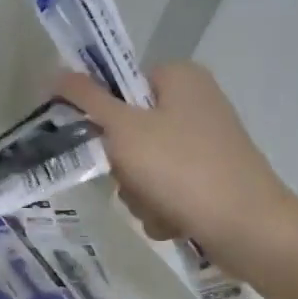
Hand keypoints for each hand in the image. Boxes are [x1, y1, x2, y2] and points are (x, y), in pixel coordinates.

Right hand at [56, 63, 297, 269]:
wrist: (246, 226)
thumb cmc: (182, 169)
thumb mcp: (124, 130)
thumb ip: (86, 101)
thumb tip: (52, 72)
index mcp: (179, 77)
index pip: (119, 86)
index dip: (102, 117)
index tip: (98, 142)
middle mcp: (195, 104)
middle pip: (128, 133)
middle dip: (124, 168)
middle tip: (133, 179)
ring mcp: (205, 144)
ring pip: (143, 169)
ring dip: (139, 195)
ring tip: (159, 206)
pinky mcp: (210, 180)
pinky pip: (165, 192)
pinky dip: (162, 209)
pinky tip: (174, 220)